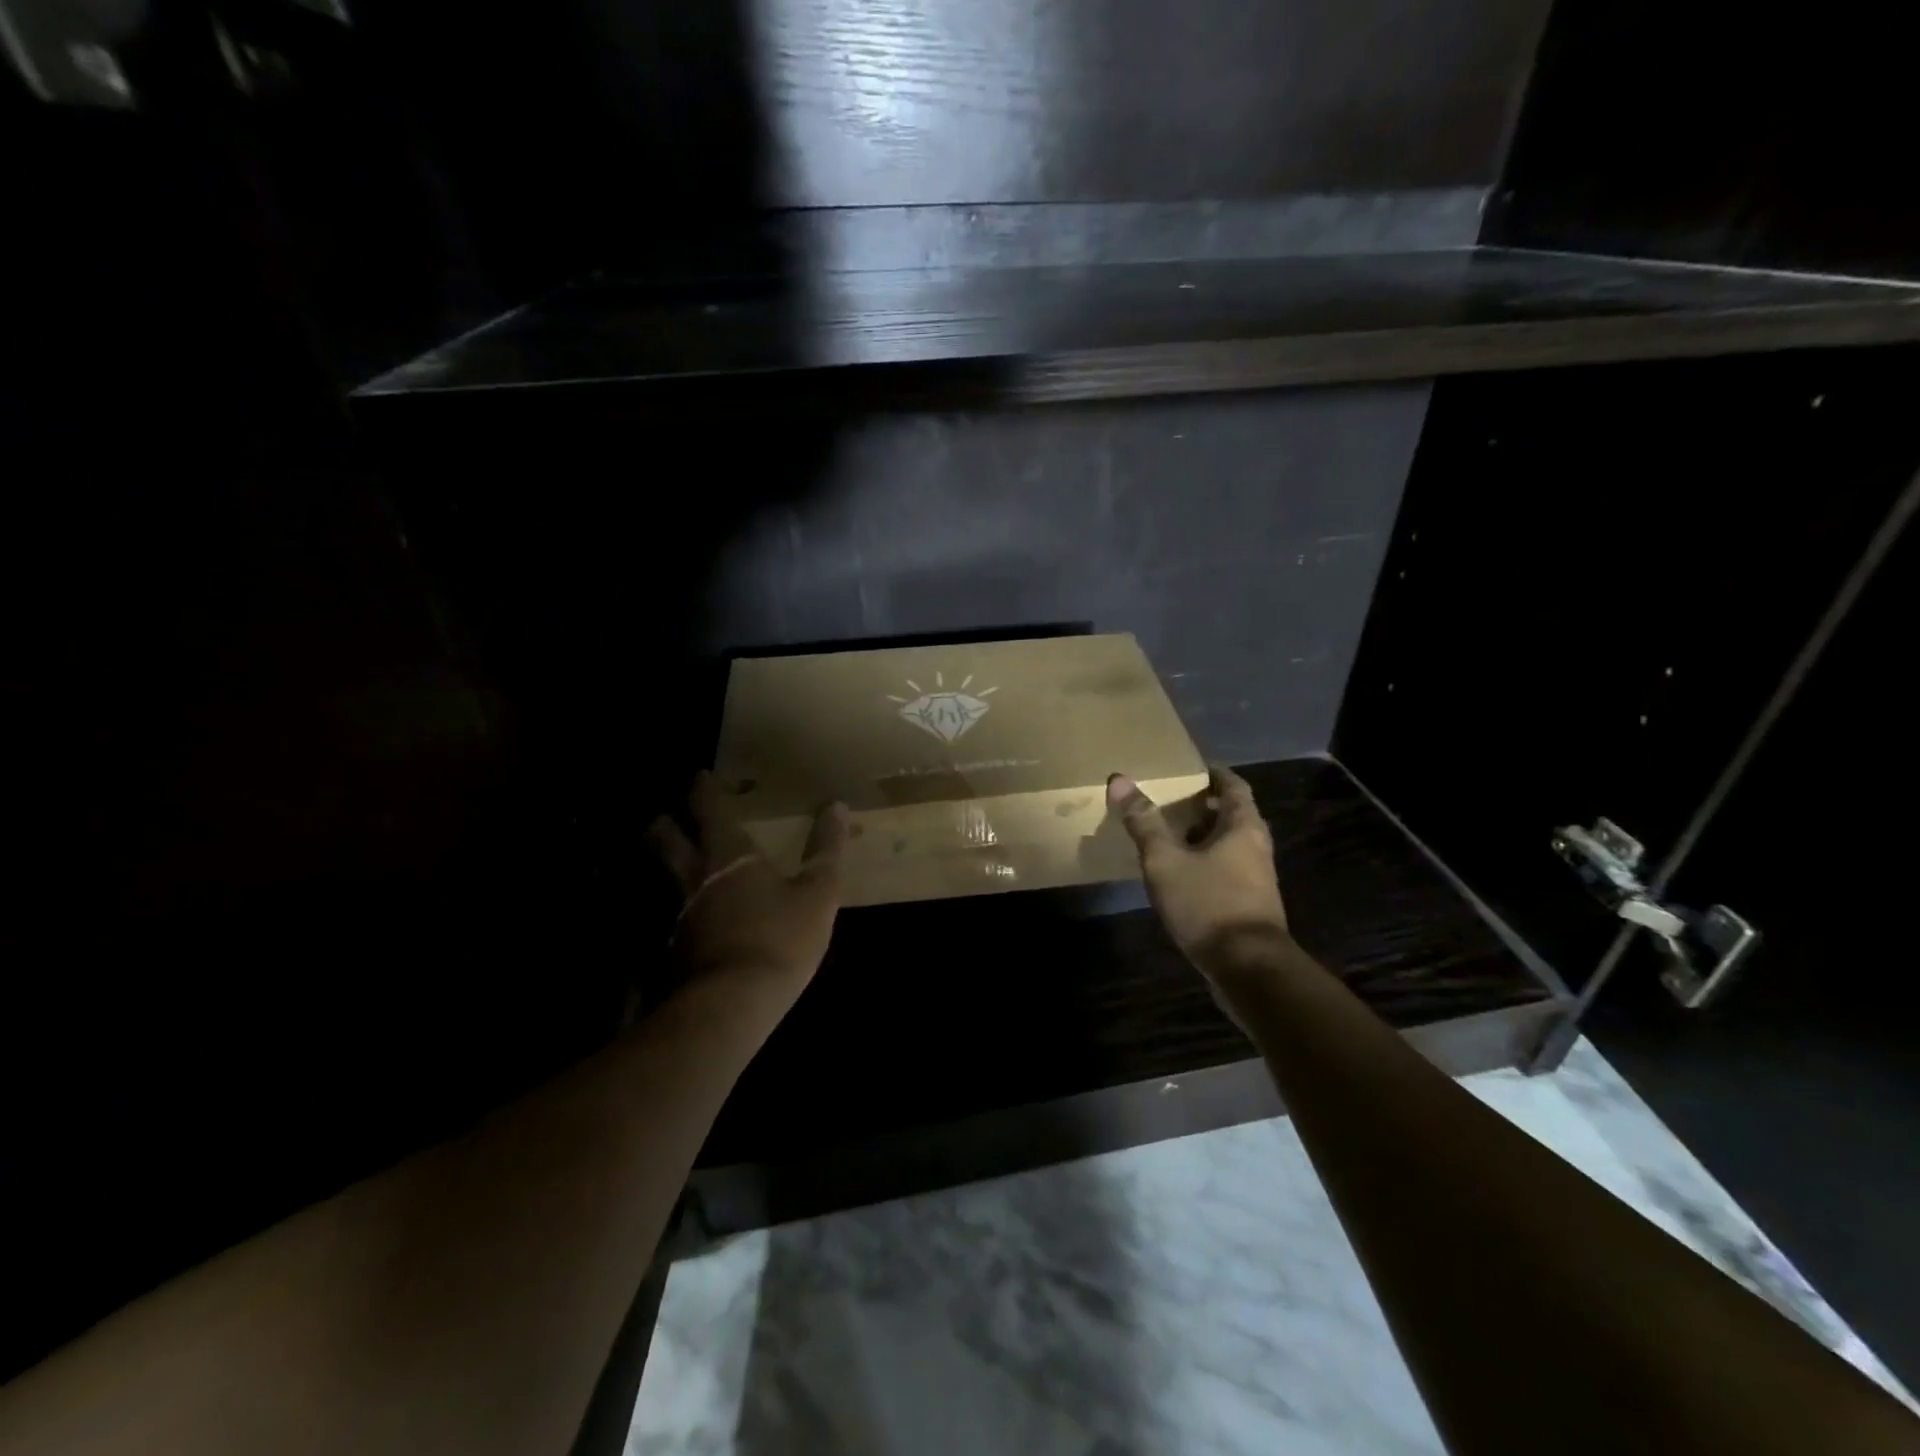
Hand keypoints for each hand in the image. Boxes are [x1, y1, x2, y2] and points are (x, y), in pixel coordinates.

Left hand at [646, 771, 848, 1009]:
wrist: (733, 1004)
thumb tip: (837, 806)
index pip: (708, 810)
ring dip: (664, 864)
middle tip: (664, 817)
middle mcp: (695, 877)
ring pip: (664, 878)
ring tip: (674, 861)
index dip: (702, 790)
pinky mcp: (674, 949)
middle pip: (666, 841)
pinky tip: (690, 917)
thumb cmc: (780, 937)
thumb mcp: (818, 891)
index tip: (700, 776)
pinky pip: (671, 915)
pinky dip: (676, 906)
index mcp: (728, 855)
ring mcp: (680, 915)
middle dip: (664, 825)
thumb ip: (827, 848)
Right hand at [1107, 765, 1289, 977]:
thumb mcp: (1166, 861)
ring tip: (1169, 835)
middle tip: (1171, 800)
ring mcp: (1257, 879)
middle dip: (1204, 806)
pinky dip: (1206, 863)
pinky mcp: (1250, 906)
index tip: (1191, 769)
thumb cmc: (1208, 904)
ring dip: (1204, 837)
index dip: (1214, 775)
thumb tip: (1119, 779)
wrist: (1248, 969)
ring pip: (1230, 845)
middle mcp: (1257, 848)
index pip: (1234, 787)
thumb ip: (1144, 822)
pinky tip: (1180, 875)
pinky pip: (1227, 871)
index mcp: (1243, 827)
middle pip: (1233, 816)